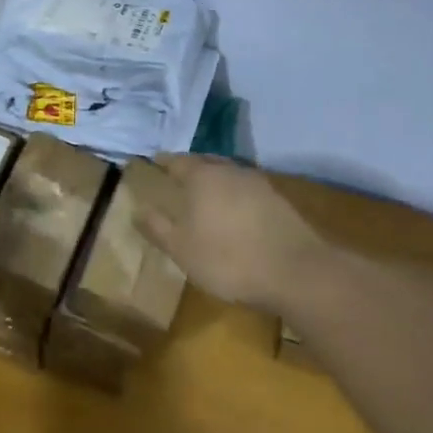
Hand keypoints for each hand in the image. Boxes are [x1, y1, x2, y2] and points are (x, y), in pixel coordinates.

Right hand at [137, 155, 324, 313]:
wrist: (295, 271)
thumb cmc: (228, 258)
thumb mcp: (182, 249)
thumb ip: (158, 227)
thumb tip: (138, 209)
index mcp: (202, 176)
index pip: (177, 161)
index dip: (164, 162)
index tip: (154, 163)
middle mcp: (229, 171)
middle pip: (205, 162)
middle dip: (190, 168)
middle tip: (178, 177)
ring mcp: (258, 184)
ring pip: (229, 175)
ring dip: (216, 181)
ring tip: (205, 195)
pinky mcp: (278, 201)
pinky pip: (247, 190)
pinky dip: (235, 196)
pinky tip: (235, 213)